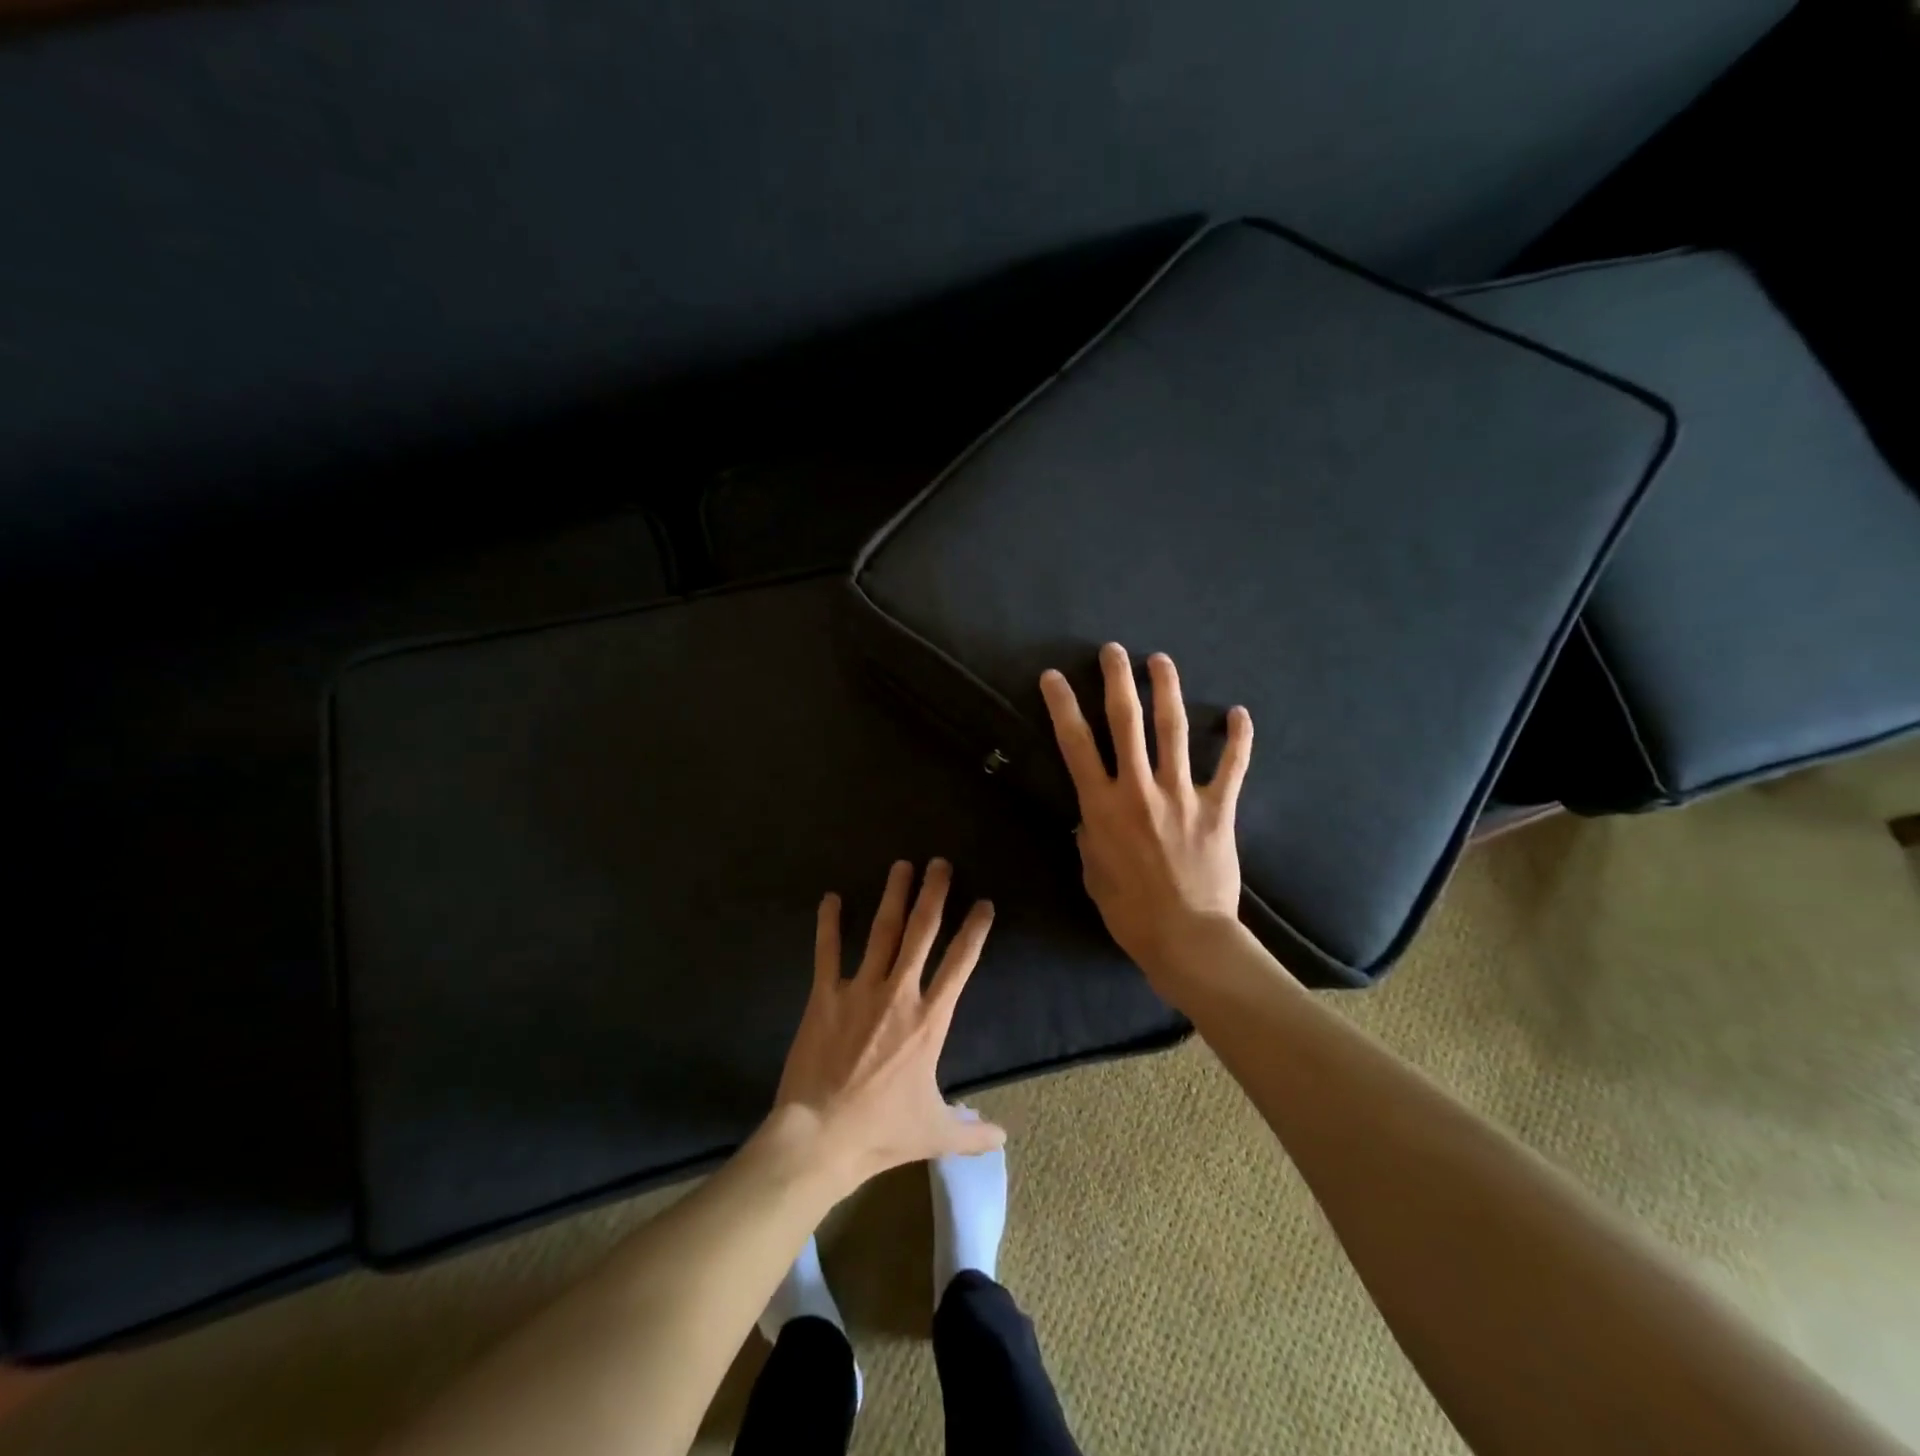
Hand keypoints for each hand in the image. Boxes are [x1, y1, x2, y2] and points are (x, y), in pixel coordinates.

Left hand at [769, 859, 1004, 1194]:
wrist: (820, 1136)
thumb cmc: (881, 1132)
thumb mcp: (935, 1133)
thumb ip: (972, 1131)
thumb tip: (1003, 1137)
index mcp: (929, 1020)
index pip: (960, 964)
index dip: (974, 931)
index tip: (983, 904)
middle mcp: (899, 993)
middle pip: (922, 932)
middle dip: (934, 894)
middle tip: (940, 863)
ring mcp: (860, 990)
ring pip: (882, 932)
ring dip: (893, 897)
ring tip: (901, 866)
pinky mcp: (825, 996)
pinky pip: (827, 952)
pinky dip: (829, 924)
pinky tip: (831, 898)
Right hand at [1039, 644, 1252, 984]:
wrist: (1186, 936)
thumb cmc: (1129, 912)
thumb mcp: (1092, 873)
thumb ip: (1090, 837)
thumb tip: (1093, 817)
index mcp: (1102, 806)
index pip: (1076, 745)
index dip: (1062, 706)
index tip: (1054, 677)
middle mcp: (1139, 789)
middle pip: (1126, 722)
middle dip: (1117, 681)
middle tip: (1113, 650)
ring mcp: (1182, 795)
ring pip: (1173, 731)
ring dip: (1167, 691)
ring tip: (1160, 660)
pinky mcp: (1218, 808)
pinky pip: (1232, 766)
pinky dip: (1238, 738)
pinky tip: (1239, 712)